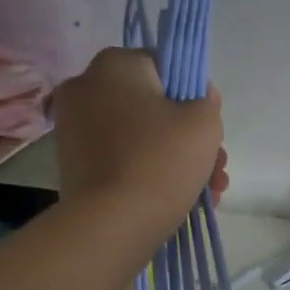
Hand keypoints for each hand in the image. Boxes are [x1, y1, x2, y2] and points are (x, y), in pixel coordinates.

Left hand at [52, 48, 228, 240]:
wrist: (111, 225)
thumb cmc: (160, 162)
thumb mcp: (204, 124)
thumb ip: (208, 100)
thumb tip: (198, 96)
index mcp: (115, 64)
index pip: (165, 68)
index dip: (194, 98)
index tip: (209, 131)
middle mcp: (86, 87)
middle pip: (153, 106)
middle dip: (188, 138)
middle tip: (215, 169)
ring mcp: (75, 128)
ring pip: (140, 136)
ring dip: (175, 160)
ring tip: (206, 193)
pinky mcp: (74, 164)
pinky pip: (122, 159)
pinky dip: (148, 173)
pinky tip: (178, 199)